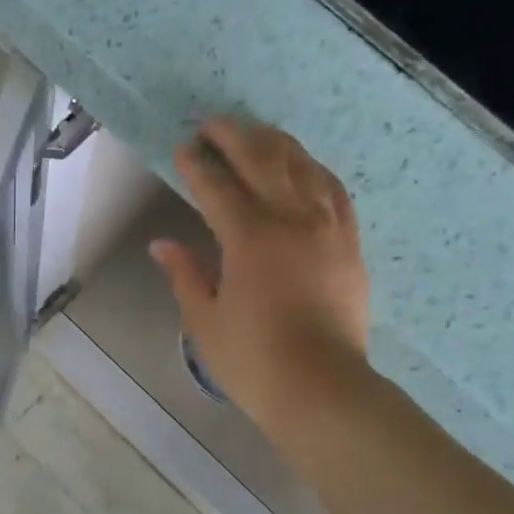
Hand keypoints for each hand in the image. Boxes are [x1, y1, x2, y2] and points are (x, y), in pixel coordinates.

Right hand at [150, 117, 371, 434]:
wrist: (321, 388)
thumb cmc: (253, 361)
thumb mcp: (205, 321)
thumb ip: (186, 276)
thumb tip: (163, 245)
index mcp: (250, 239)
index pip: (218, 188)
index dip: (197, 166)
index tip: (183, 149)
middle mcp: (292, 220)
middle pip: (264, 160)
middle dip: (235, 137)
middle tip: (213, 125)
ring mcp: (328, 228)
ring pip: (304, 166)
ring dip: (276, 144)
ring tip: (255, 136)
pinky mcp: (350, 244)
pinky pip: (335, 190)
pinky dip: (314, 171)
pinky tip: (304, 168)